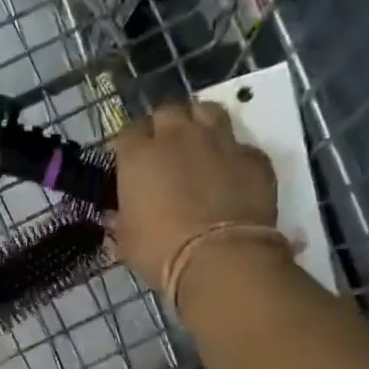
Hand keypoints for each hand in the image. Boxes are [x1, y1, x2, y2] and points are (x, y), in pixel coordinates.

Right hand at [111, 100, 278, 292]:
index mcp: (138, 155)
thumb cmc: (160, 251)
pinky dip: (234, 156)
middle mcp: (177, 136)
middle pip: (167, 111)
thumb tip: (115, 216)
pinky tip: (232, 174)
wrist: (221, 258)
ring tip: (200, 145)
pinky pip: (241, 145)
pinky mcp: (253, 156)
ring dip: (200, 123)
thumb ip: (120, 221)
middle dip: (165, 126)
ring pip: (207, 111)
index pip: (128, 132)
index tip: (133, 163)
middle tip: (166, 151)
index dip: (131, 146)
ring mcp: (219, 141)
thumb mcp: (127, 240)